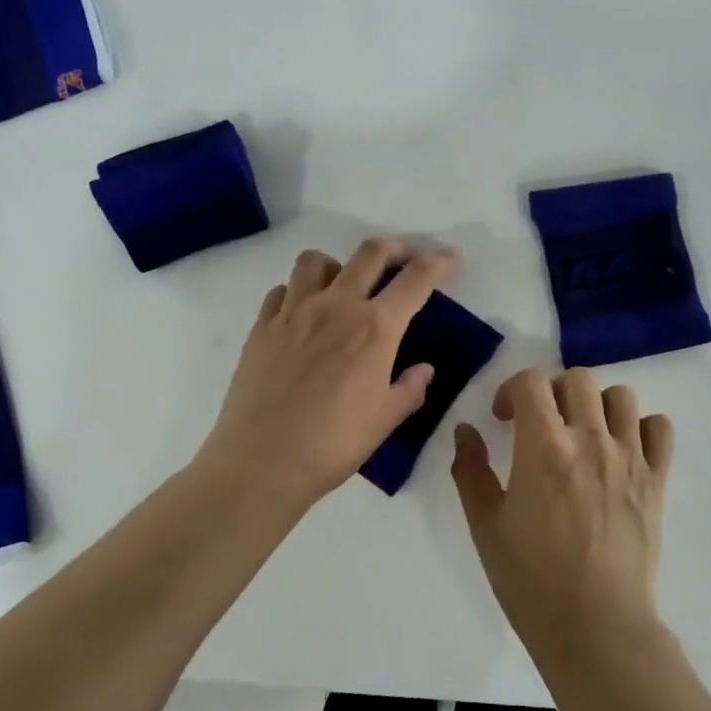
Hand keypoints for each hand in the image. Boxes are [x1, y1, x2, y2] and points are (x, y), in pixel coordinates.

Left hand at [198, 238, 457, 514]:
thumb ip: (409, 389)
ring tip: (346, 285)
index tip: (449, 259)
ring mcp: (293, 312)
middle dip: (397, 247)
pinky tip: (304, 314)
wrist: (261, 463)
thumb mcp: (384, 421)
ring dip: (340, 264)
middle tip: (407, 259)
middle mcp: (336, 307)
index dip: (438, 263)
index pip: (415, 279)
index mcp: (374, 328)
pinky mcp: (262, 327)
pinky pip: (282, 290)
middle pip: (370, 253)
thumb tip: (424, 369)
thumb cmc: (332, 445)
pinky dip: (298, 291)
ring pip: (317, 261)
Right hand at [451, 367, 675, 666]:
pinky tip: (623, 450)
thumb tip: (466, 430)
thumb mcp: (485, 526)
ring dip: (597, 405)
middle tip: (542, 423)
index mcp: (544, 446)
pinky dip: (642, 428)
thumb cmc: (531, 580)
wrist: (595, 627)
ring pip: (622, 396)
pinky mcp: (657, 480)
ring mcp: (630, 458)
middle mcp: (590, 440)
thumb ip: (471, 470)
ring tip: (584, 433)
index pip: (531, 382)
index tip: (505, 418)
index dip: (512, 390)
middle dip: (553, 391)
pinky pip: (660, 428)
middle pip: (578, 378)